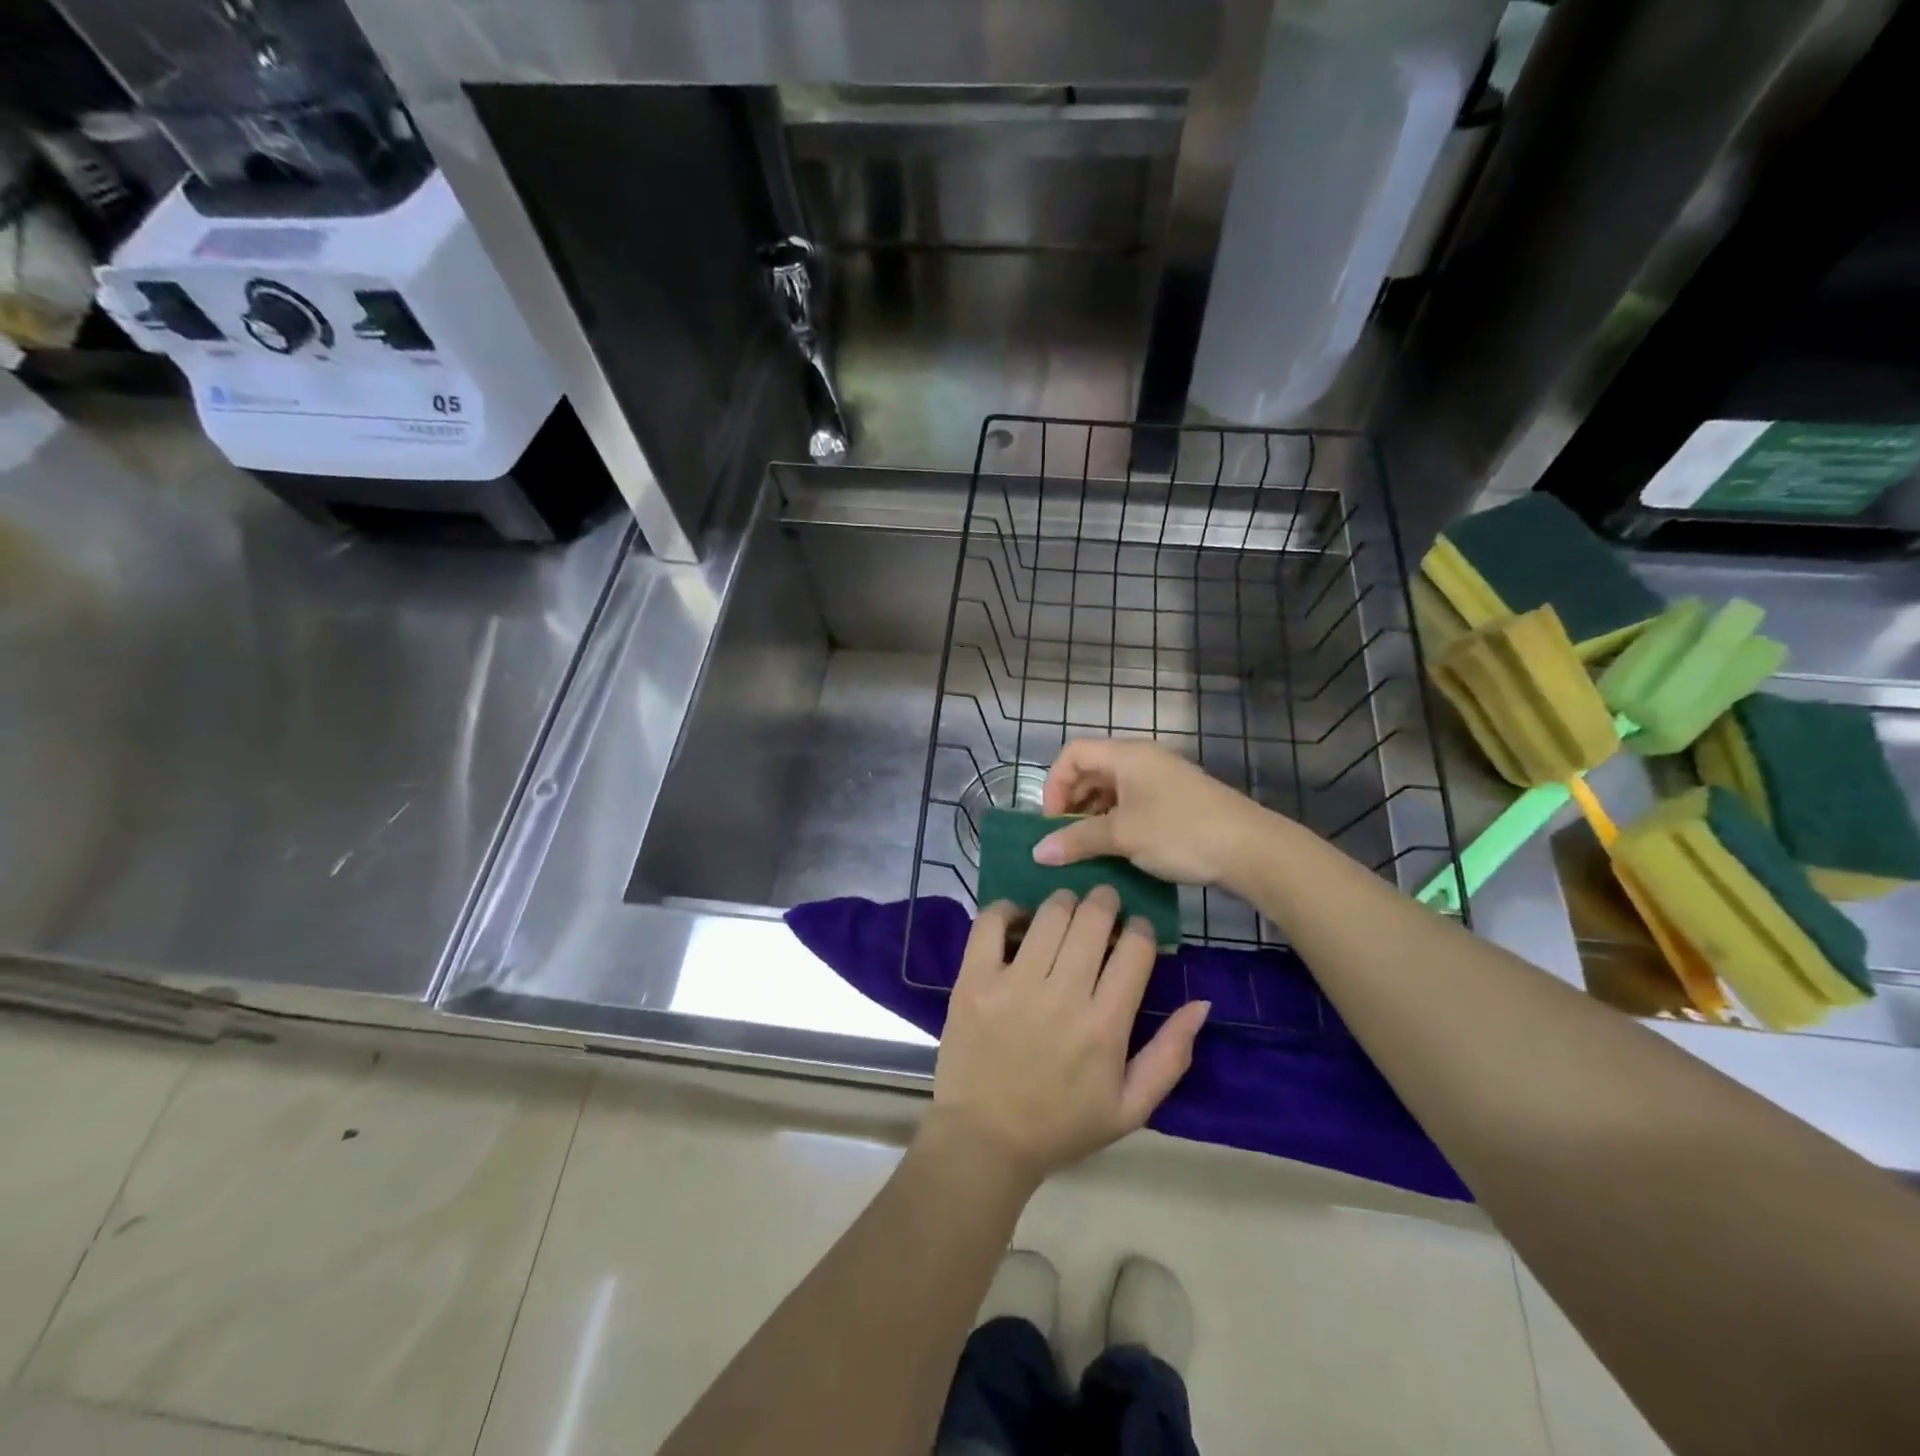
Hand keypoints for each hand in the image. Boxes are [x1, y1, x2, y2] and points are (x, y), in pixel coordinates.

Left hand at [929, 888, 1209, 1188]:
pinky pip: (990, 922)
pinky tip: (1018, 920)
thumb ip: (1171, 1055)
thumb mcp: (1131, 1108)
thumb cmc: (1062, 1125)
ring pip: (1049, 914)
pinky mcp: (973, 980)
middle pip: (1093, 919)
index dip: (1141, 929)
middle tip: (1103, 906)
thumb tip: (1201, 1003)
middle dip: (1105, 902)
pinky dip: (1007, 909)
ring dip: (1063, 902)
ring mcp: (1013, 985)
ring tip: (1065, 911)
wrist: (984, 1141)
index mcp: (1105, 1027)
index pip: (1135, 949)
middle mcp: (1062, 997)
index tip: (1135, 931)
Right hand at [1033, 738, 1276, 887]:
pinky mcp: (1177, 802)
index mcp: (1127, 755)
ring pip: (1113, 790)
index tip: (1052, 822)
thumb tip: (1037, 852)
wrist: (1251, 850)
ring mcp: (1162, 780)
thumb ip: (1077, 840)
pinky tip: (1117, 851)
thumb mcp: (1123, 836)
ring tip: (1088, 849)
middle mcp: (1143, 760)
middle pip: (1092, 770)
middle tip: (1066, 839)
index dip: (1054, 784)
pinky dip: (1116, 822)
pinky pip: (1133, 804)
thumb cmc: (1180, 833)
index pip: (1073, 753)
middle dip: (1072, 803)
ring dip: (1093, 816)